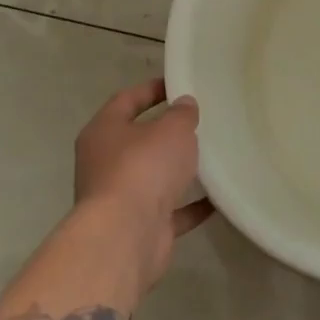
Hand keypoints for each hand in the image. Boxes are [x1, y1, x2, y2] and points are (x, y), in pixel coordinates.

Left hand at [74, 79, 212, 281]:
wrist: (125, 236)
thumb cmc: (144, 167)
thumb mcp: (172, 128)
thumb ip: (182, 113)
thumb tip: (183, 105)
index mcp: (103, 133)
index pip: (125, 100)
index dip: (151, 89)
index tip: (178, 83)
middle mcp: (104, 164)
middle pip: (137, 141)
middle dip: (166, 132)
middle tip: (199, 120)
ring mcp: (119, 198)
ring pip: (152, 176)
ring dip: (177, 170)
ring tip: (210, 156)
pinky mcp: (138, 226)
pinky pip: (170, 210)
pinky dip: (191, 205)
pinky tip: (216, 197)